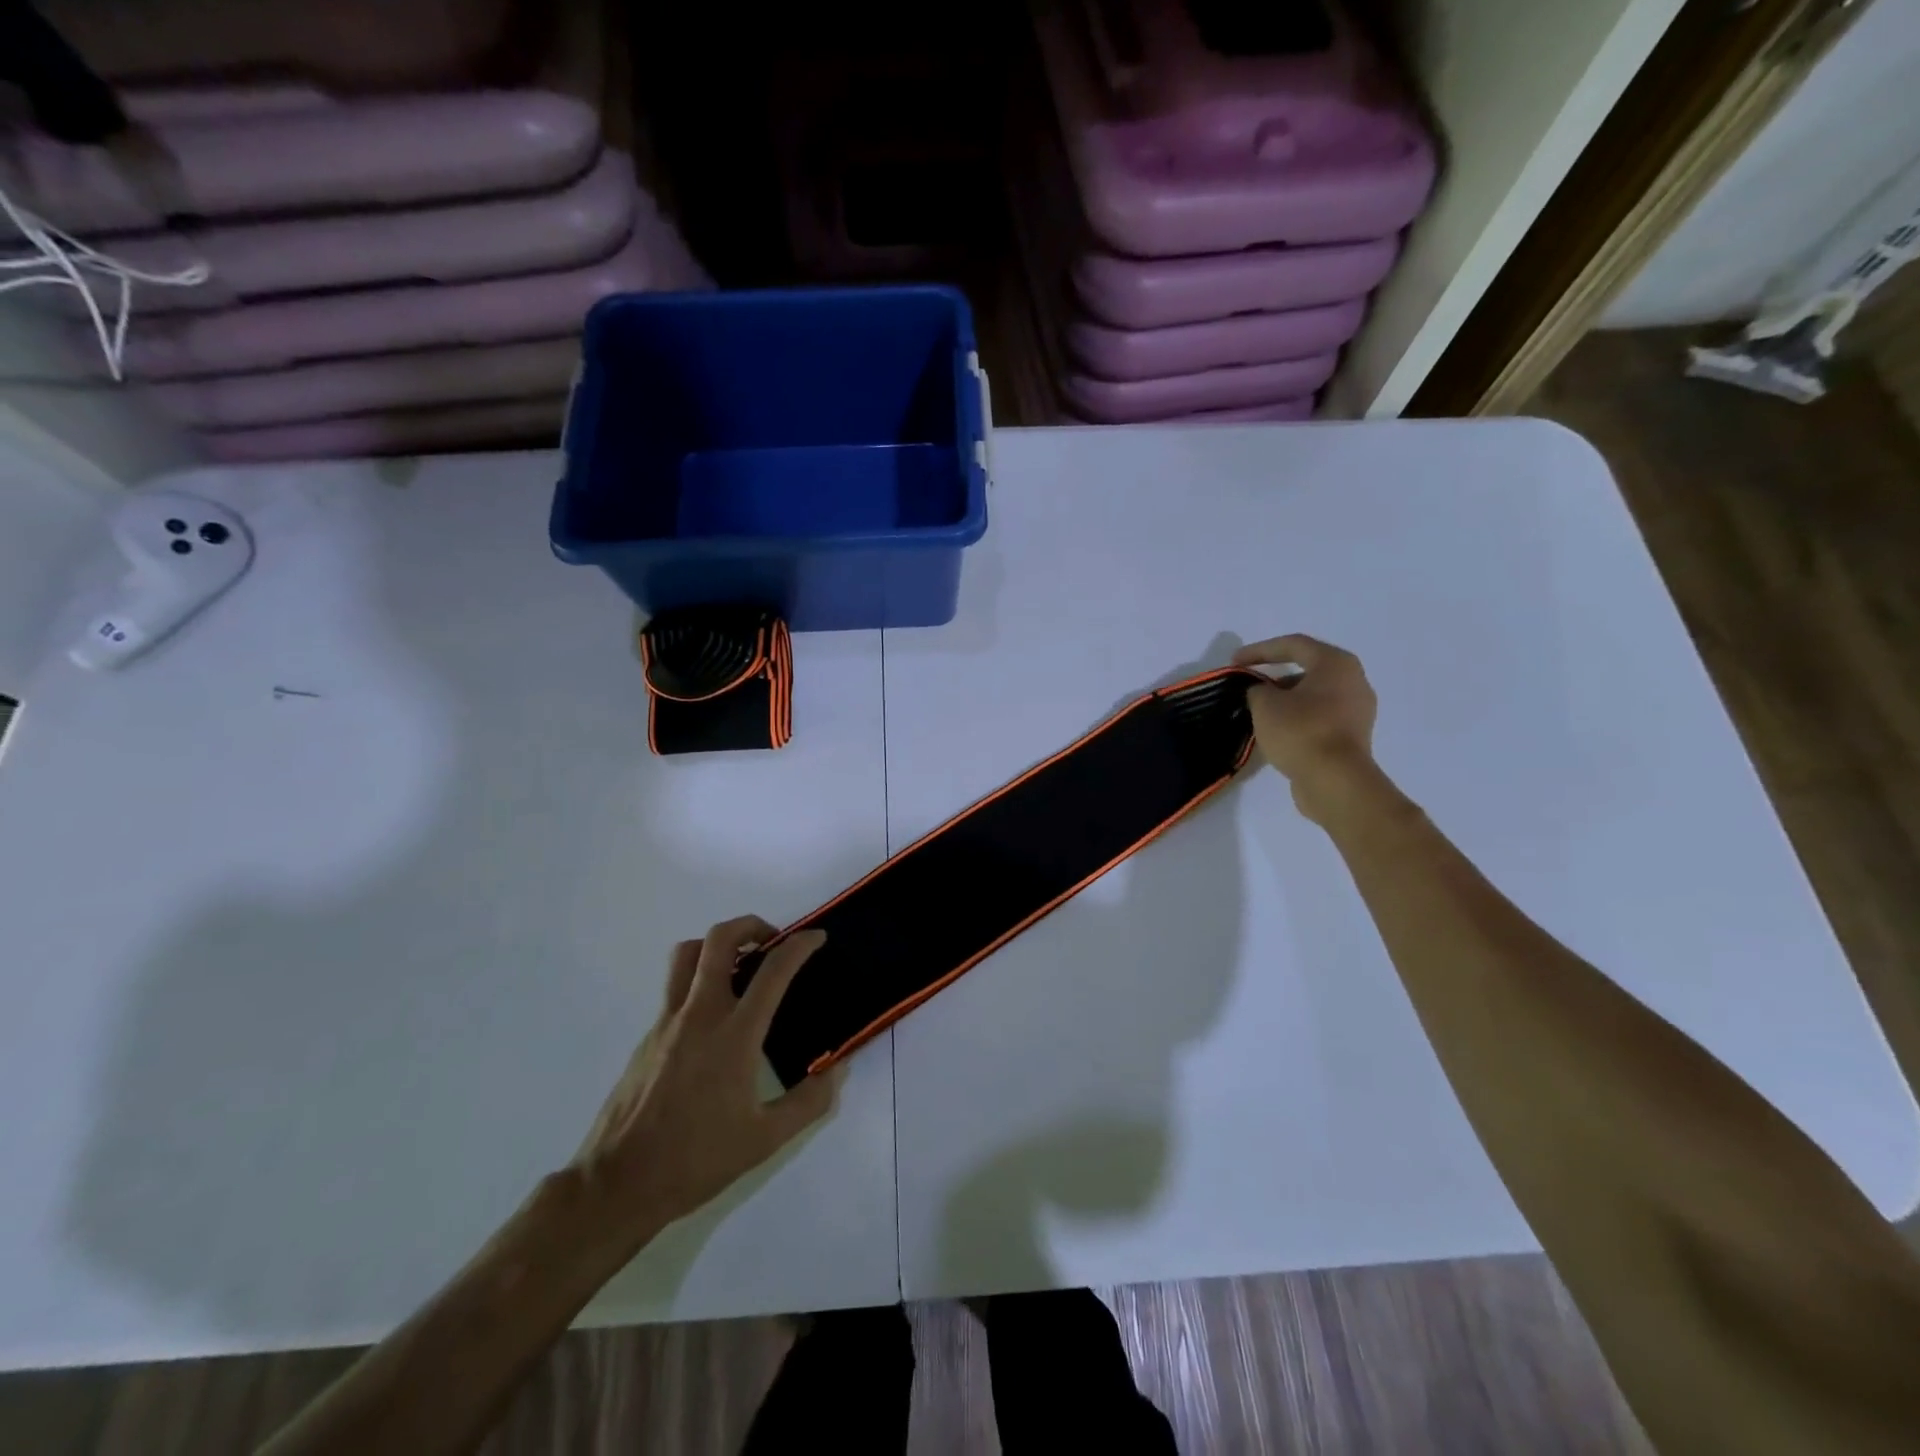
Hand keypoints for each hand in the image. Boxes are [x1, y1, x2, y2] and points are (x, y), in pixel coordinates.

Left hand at [570, 917, 840, 1239]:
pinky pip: (675, 988)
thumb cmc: (696, 1160)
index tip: (817, 938)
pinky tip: (714, 1018)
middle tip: (773, 942)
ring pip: (687, 954)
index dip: (800, 945)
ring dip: (717, 945)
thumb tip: (837, 1070)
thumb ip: (809, 1102)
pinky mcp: (647, 1036)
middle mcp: (700, 1015)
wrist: (618, 1184)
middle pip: (720, 940)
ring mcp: (668, 1022)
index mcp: (734, 1035)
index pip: (773, 970)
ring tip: (740, 965)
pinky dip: (699, 980)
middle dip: (751, 925)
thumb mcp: (766, 1140)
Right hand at [1233, 634, 1380, 824]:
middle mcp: (1353, 681)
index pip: (1293, 645)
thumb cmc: (1300, 731)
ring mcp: (1357, 710)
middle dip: (1274, 676)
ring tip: (1258, 710)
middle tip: (1248, 685)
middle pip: (1307, 669)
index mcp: (1336, 664)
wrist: (1335, 781)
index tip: (1234, 663)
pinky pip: (1320, 717)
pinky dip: (1297, 718)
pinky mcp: (1352, 736)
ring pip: (1314, 695)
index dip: (1259, 650)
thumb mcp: (1265, 704)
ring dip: (1285, 699)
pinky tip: (1276, 730)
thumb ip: (1257, 690)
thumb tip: (1261, 693)